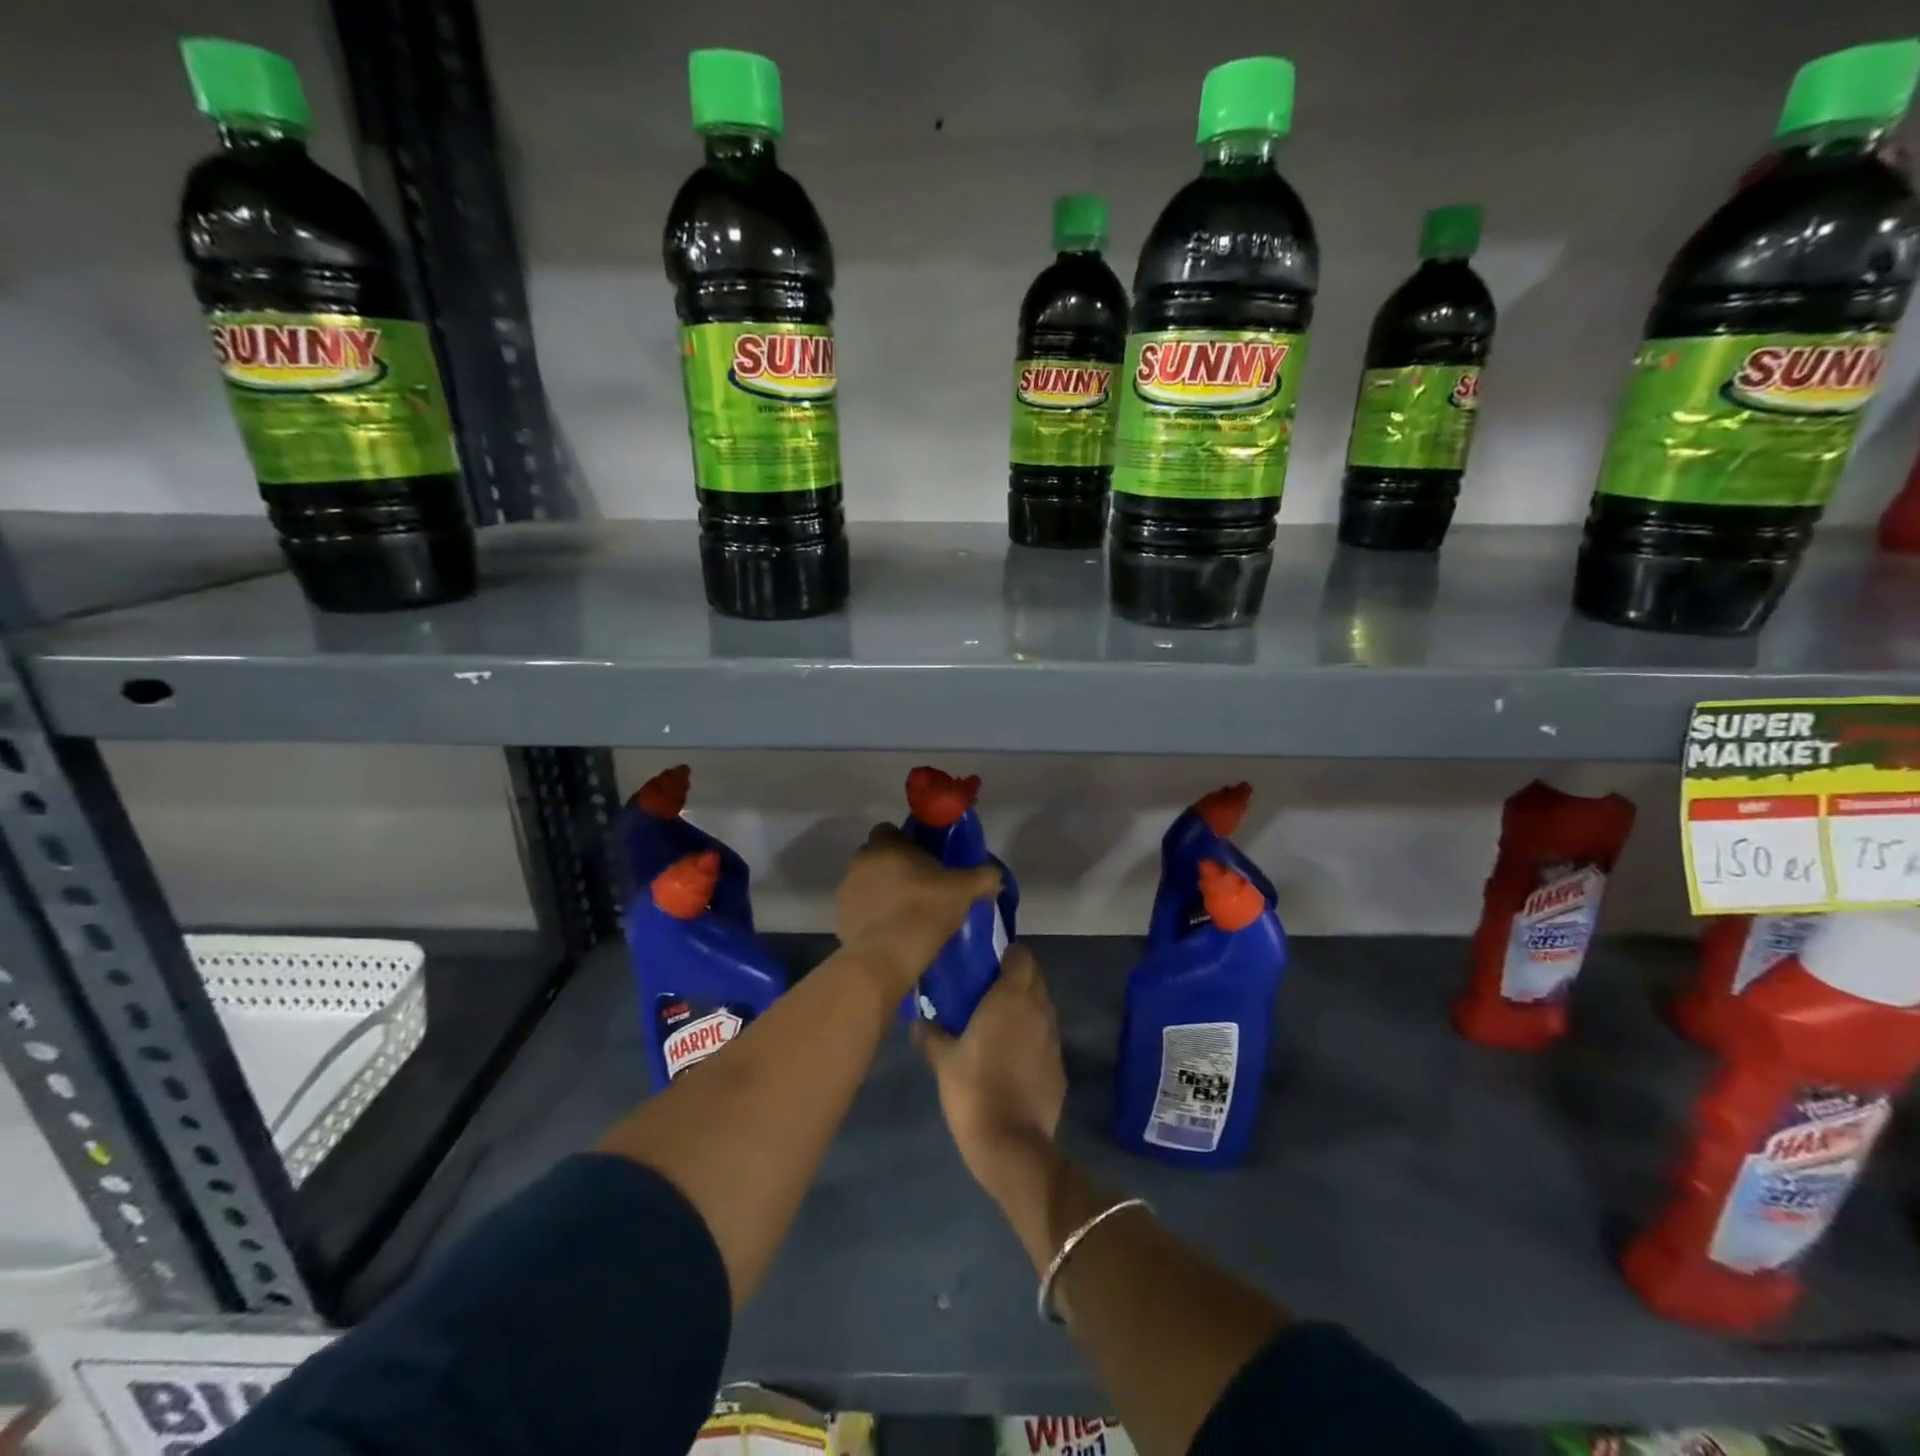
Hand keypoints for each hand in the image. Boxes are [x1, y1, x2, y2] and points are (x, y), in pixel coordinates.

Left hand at [835, 823, 1000, 989]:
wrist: (889, 955)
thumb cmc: (926, 909)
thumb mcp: (966, 889)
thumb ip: (983, 876)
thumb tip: (994, 875)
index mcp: (885, 844)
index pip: (890, 830)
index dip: (907, 843)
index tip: (924, 859)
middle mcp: (860, 860)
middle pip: (878, 857)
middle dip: (894, 868)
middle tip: (919, 887)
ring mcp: (846, 891)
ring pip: (866, 884)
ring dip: (880, 893)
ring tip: (905, 914)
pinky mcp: (839, 919)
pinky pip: (859, 911)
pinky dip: (871, 918)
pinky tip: (891, 933)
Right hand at [914, 944, 1064, 1200]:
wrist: (1011, 1142)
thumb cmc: (973, 1089)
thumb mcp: (943, 1060)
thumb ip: (931, 1034)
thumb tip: (918, 1021)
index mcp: (1011, 997)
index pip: (1022, 956)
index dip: (1008, 954)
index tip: (988, 962)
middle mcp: (1038, 1009)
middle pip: (1035, 978)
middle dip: (1017, 976)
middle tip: (989, 989)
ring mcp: (1053, 1038)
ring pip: (1043, 1007)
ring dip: (1026, 1006)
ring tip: (999, 1021)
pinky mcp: (1059, 1066)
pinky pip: (1046, 1037)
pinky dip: (1033, 1036)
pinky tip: (1013, 1055)